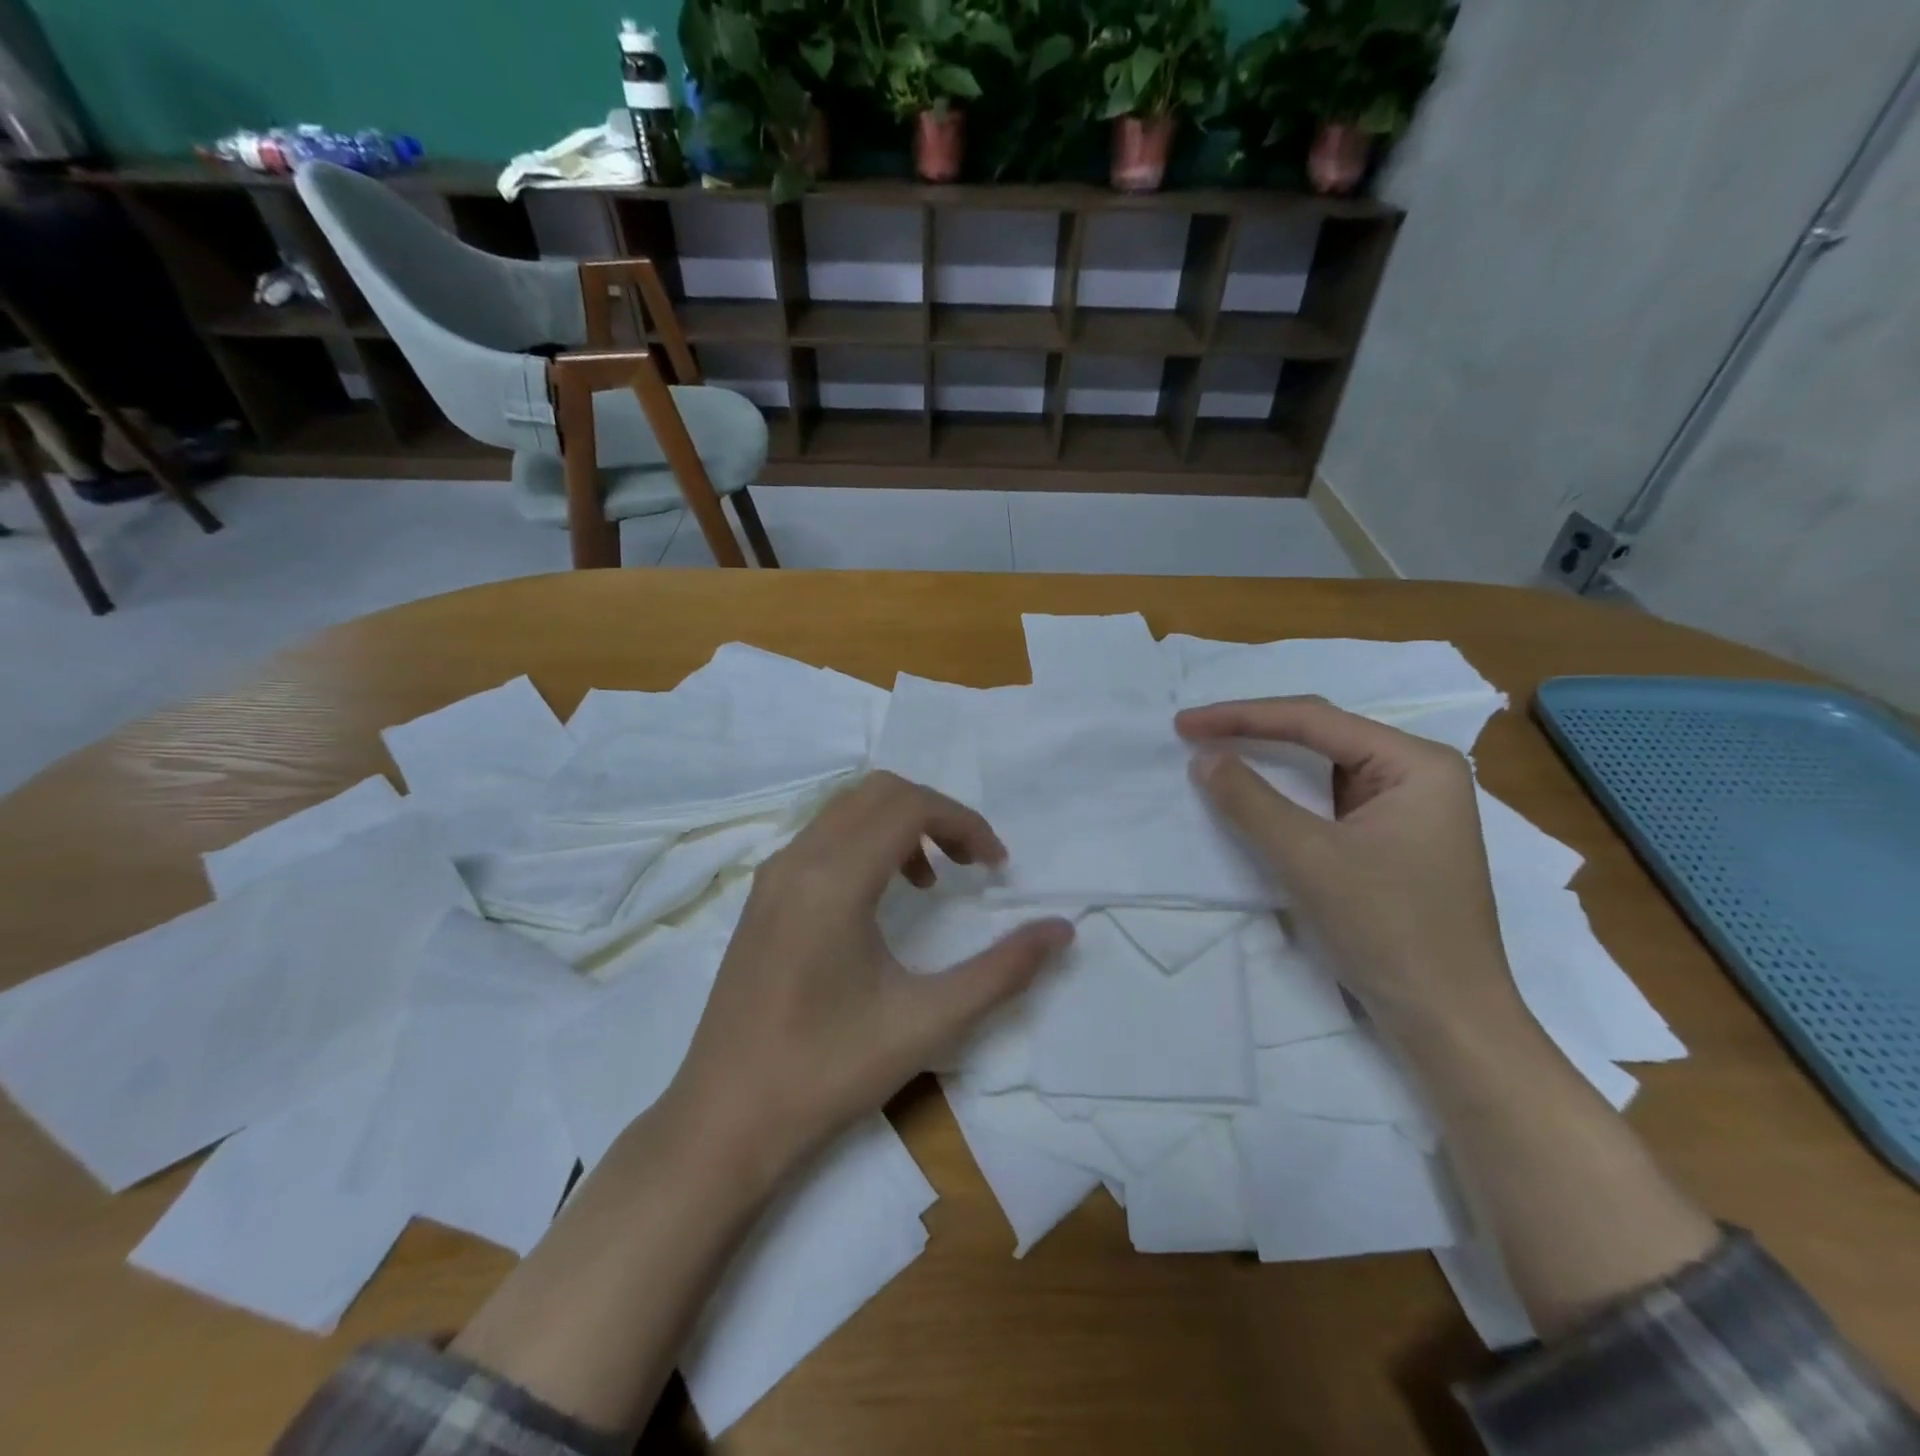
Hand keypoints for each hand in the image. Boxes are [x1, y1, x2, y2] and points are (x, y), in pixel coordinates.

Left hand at [671, 771, 1073, 1182]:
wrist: (725, 1120)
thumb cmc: (828, 1071)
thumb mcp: (927, 1022)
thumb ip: (1002, 971)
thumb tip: (1062, 930)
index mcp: (833, 879)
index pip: (910, 806)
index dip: (964, 822)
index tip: (997, 866)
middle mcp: (797, 860)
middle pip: (878, 792)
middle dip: (936, 814)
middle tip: (971, 862)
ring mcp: (772, 875)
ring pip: (847, 810)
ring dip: (899, 825)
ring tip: (932, 882)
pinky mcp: (761, 897)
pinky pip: (822, 837)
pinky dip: (866, 843)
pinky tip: (882, 901)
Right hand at [1176, 696, 1518, 1031]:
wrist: (1447, 1020)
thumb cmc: (1388, 929)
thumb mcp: (1308, 858)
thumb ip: (1250, 800)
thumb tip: (1203, 758)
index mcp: (1416, 763)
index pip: (1314, 720)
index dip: (1241, 717)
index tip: (1184, 724)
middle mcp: (1417, 774)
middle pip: (1321, 736)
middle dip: (1255, 731)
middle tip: (1194, 733)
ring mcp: (1407, 809)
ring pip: (1322, 769)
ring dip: (1268, 763)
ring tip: (1215, 754)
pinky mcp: (1391, 841)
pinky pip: (1327, 802)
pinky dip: (1285, 798)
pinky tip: (1253, 797)